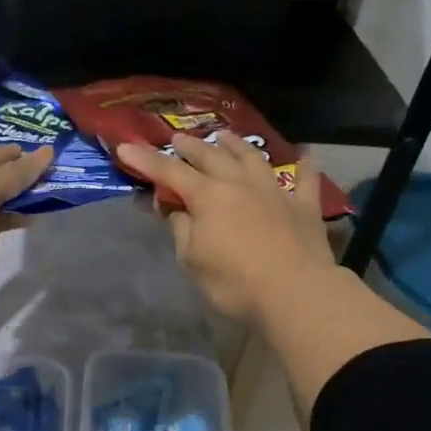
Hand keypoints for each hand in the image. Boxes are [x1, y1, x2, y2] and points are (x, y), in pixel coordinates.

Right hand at [117, 132, 339, 324]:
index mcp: (208, 196)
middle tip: (178, 139)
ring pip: (253, 158)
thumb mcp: (192, 259)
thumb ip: (181, 228)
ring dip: (236, 145)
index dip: (146, 160)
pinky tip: (305, 156)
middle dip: (191, 146)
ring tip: (224, 135)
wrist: (296, 294)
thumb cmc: (235, 281)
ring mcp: (275, 192)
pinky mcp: (304, 207)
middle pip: (211, 156)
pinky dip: (304, 167)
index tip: (125, 148)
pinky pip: (305, 181)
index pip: (169, 172)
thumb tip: (175, 208)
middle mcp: (240, 183)